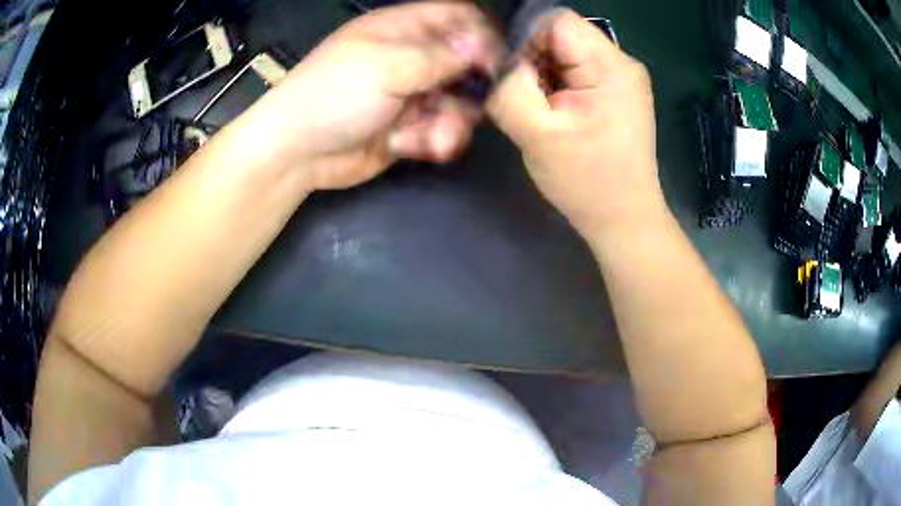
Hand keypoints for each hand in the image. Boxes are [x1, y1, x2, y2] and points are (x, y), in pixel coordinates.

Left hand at [237, 2, 501, 190]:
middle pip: (465, 63)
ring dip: (450, 122)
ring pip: (457, 101)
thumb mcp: (387, 67)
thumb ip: (440, 57)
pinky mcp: (409, 126)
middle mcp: (411, 57)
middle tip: (468, 107)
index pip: (456, 16)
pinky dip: (434, 140)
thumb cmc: (334, 95)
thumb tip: (481, 47)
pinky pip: (440, 129)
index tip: (496, 62)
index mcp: (402, 29)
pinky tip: (414, 147)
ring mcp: (411, 92)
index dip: (481, 34)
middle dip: (470, 89)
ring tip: (431, 137)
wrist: (297, 153)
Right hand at [488, 9, 664, 235]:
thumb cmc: (587, 182)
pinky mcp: (614, 93)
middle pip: (559, 35)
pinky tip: (555, 116)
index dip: (524, 40)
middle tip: (529, 102)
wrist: (623, 220)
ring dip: (543, 77)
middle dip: (533, 62)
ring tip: (543, 113)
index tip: (515, 78)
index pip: (555, 21)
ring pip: (563, 54)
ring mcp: (620, 78)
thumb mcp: (537, 133)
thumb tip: (497, 61)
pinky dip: (555, 88)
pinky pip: (573, 72)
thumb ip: (510, 87)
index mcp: (610, 65)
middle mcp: (621, 62)